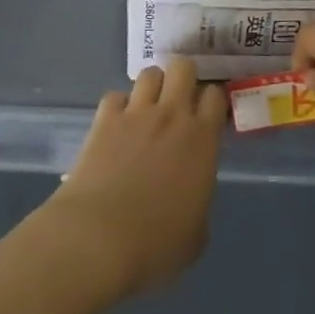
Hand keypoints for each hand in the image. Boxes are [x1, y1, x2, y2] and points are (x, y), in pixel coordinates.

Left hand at [43, 58, 226, 300]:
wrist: (99, 238)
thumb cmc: (155, 245)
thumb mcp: (195, 236)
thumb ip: (199, 202)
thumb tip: (192, 195)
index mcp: (201, 140)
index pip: (215, 95)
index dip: (212, 101)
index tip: (207, 115)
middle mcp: (172, 115)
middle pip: (182, 67)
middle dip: (183, 78)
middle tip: (179, 102)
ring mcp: (136, 113)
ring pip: (149, 73)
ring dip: (152, 87)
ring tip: (148, 108)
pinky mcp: (105, 119)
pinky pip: (115, 96)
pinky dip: (119, 107)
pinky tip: (117, 126)